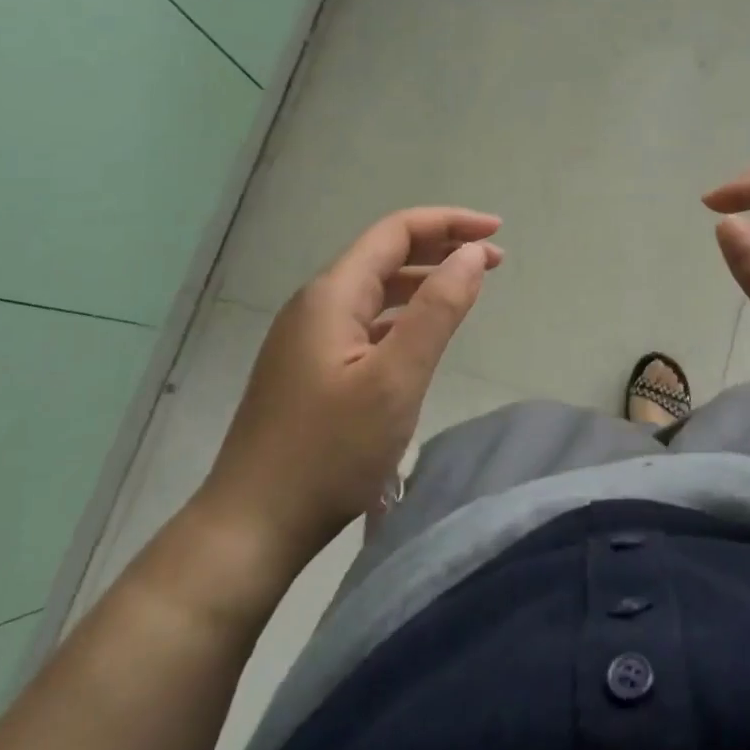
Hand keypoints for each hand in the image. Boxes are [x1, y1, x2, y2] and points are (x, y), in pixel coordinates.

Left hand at [189, 207, 503, 589]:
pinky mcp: (310, 369)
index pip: (396, 232)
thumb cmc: (329, 452)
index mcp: (332, 295)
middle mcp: (316, 305)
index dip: (449, 223)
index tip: (496, 232)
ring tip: (468, 288)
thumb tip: (471, 254)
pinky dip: (403, 314)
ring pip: (375, 290)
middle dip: (441, 248)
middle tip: (494, 260)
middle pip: (385, 256)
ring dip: (423, 281)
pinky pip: (366, 322)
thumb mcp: (396, 379)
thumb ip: (437, 310)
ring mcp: (309, 339)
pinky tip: (422, 334)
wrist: (253, 526)